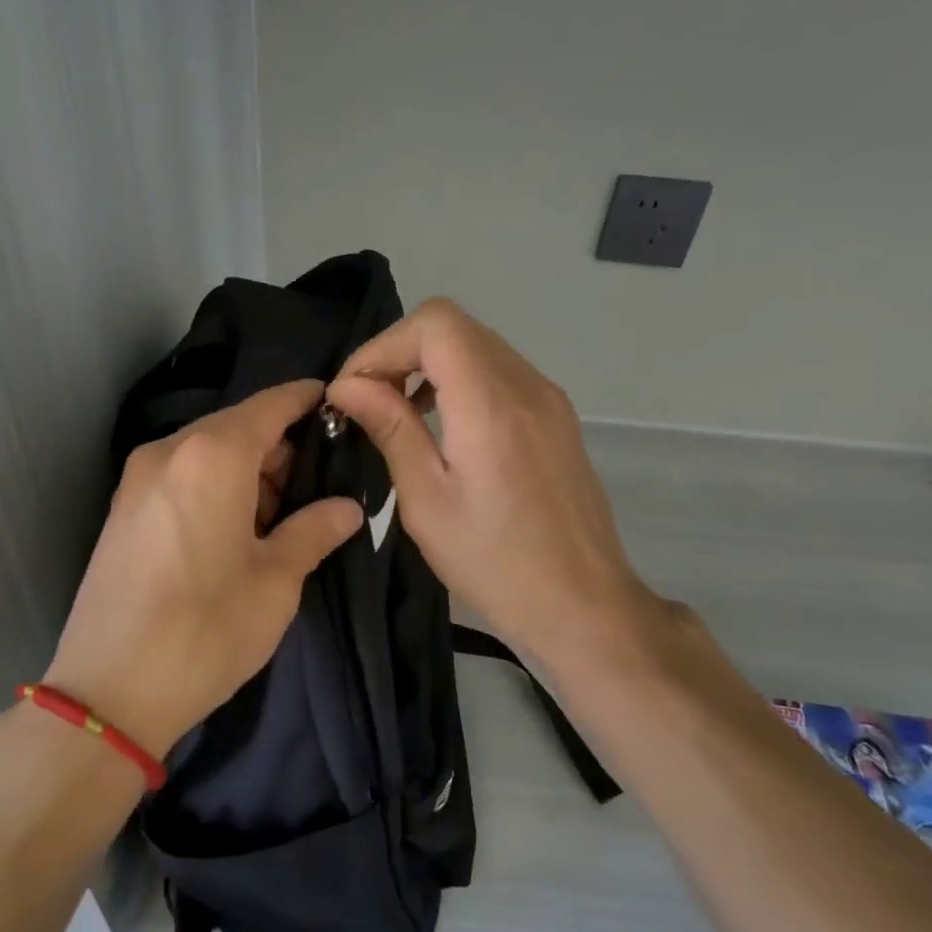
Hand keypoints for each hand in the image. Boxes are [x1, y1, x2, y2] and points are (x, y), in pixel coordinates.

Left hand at [45, 380, 363, 757]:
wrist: (108, 693)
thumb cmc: (206, 629)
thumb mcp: (276, 581)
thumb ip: (315, 529)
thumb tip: (348, 507)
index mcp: (213, 455)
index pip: (272, 404)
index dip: (308, 400)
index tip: (340, 406)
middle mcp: (170, 451)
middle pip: (238, 427)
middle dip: (281, 448)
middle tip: (319, 486)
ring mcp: (138, 478)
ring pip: (209, 452)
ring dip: (248, 471)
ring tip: (280, 517)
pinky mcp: (123, 508)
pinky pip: (182, 476)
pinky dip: (215, 486)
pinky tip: (236, 530)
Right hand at [327, 299, 663, 669]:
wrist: (584, 606)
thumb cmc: (496, 565)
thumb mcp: (428, 502)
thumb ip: (390, 429)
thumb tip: (347, 385)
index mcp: (491, 405)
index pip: (435, 324)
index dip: (384, 345)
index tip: (354, 390)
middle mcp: (526, 385)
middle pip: (454, 326)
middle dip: (400, 351)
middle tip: (367, 401)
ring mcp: (549, 398)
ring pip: (477, 344)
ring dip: (429, 364)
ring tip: (399, 412)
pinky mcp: (557, 416)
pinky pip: (499, 371)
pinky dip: (460, 379)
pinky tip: (443, 424)